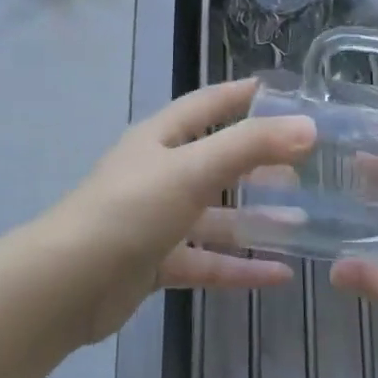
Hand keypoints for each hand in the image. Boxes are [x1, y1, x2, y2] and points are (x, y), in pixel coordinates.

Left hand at [39, 79, 315, 344]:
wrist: (69, 284)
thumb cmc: (131, 209)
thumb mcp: (193, 169)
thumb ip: (250, 146)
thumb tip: (307, 126)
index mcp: (160, 138)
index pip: (207, 105)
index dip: (240, 95)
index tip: (282, 93)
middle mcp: (158, 173)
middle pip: (215, 161)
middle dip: (257, 162)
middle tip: (305, 164)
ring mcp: (156, 220)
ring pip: (215, 216)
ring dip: (255, 219)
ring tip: (303, 220)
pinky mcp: (156, 263)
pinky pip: (207, 260)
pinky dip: (240, 267)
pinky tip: (280, 275)